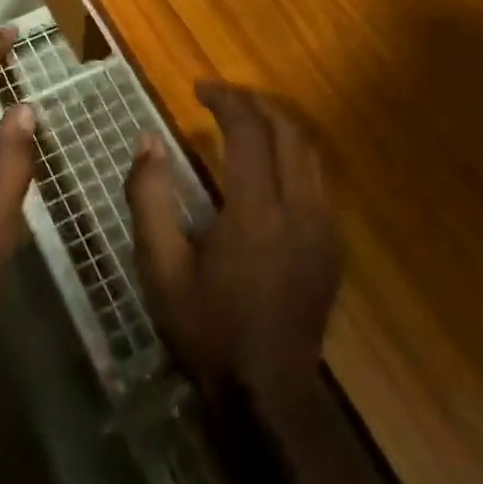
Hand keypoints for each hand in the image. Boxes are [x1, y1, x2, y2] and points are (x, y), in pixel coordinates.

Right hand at [126, 82, 340, 407]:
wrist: (266, 395)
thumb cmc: (206, 328)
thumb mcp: (159, 266)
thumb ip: (148, 197)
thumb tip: (148, 141)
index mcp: (256, 213)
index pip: (249, 133)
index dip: (226, 100)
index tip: (199, 88)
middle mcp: (300, 211)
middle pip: (288, 131)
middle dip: (255, 104)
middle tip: (222, 97)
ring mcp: (325, 229)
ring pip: (310, 153)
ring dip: (278, 125)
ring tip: (245, 120)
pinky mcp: (333, 247)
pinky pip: (319, 180)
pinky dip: (294, 154)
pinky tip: (269, 164)